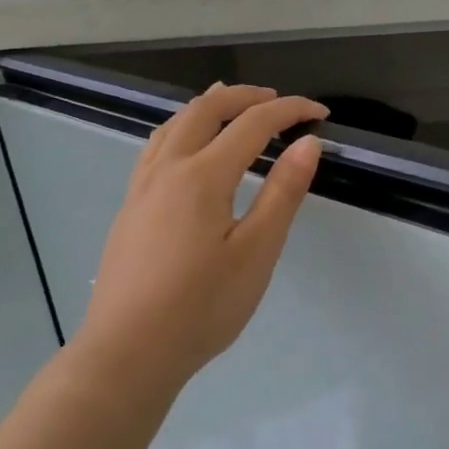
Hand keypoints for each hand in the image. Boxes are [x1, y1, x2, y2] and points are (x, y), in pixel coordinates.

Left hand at [75, 83, 326, 390]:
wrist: (129, 351)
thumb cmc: (201, 307)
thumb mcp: (256, 252)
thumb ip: (282, 193)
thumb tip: (307, 144)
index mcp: (202, 176)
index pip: (252, 124)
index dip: (290, 111)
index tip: (320, 114)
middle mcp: (168, 169)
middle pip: (205, 110)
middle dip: (245, 97)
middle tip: (278, 102)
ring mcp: (142, 187)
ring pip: (174, 124)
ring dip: (208, 106)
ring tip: (231, 105)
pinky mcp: (130, 207)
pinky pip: (157, 146)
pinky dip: (182, 128)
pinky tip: (187, 147)